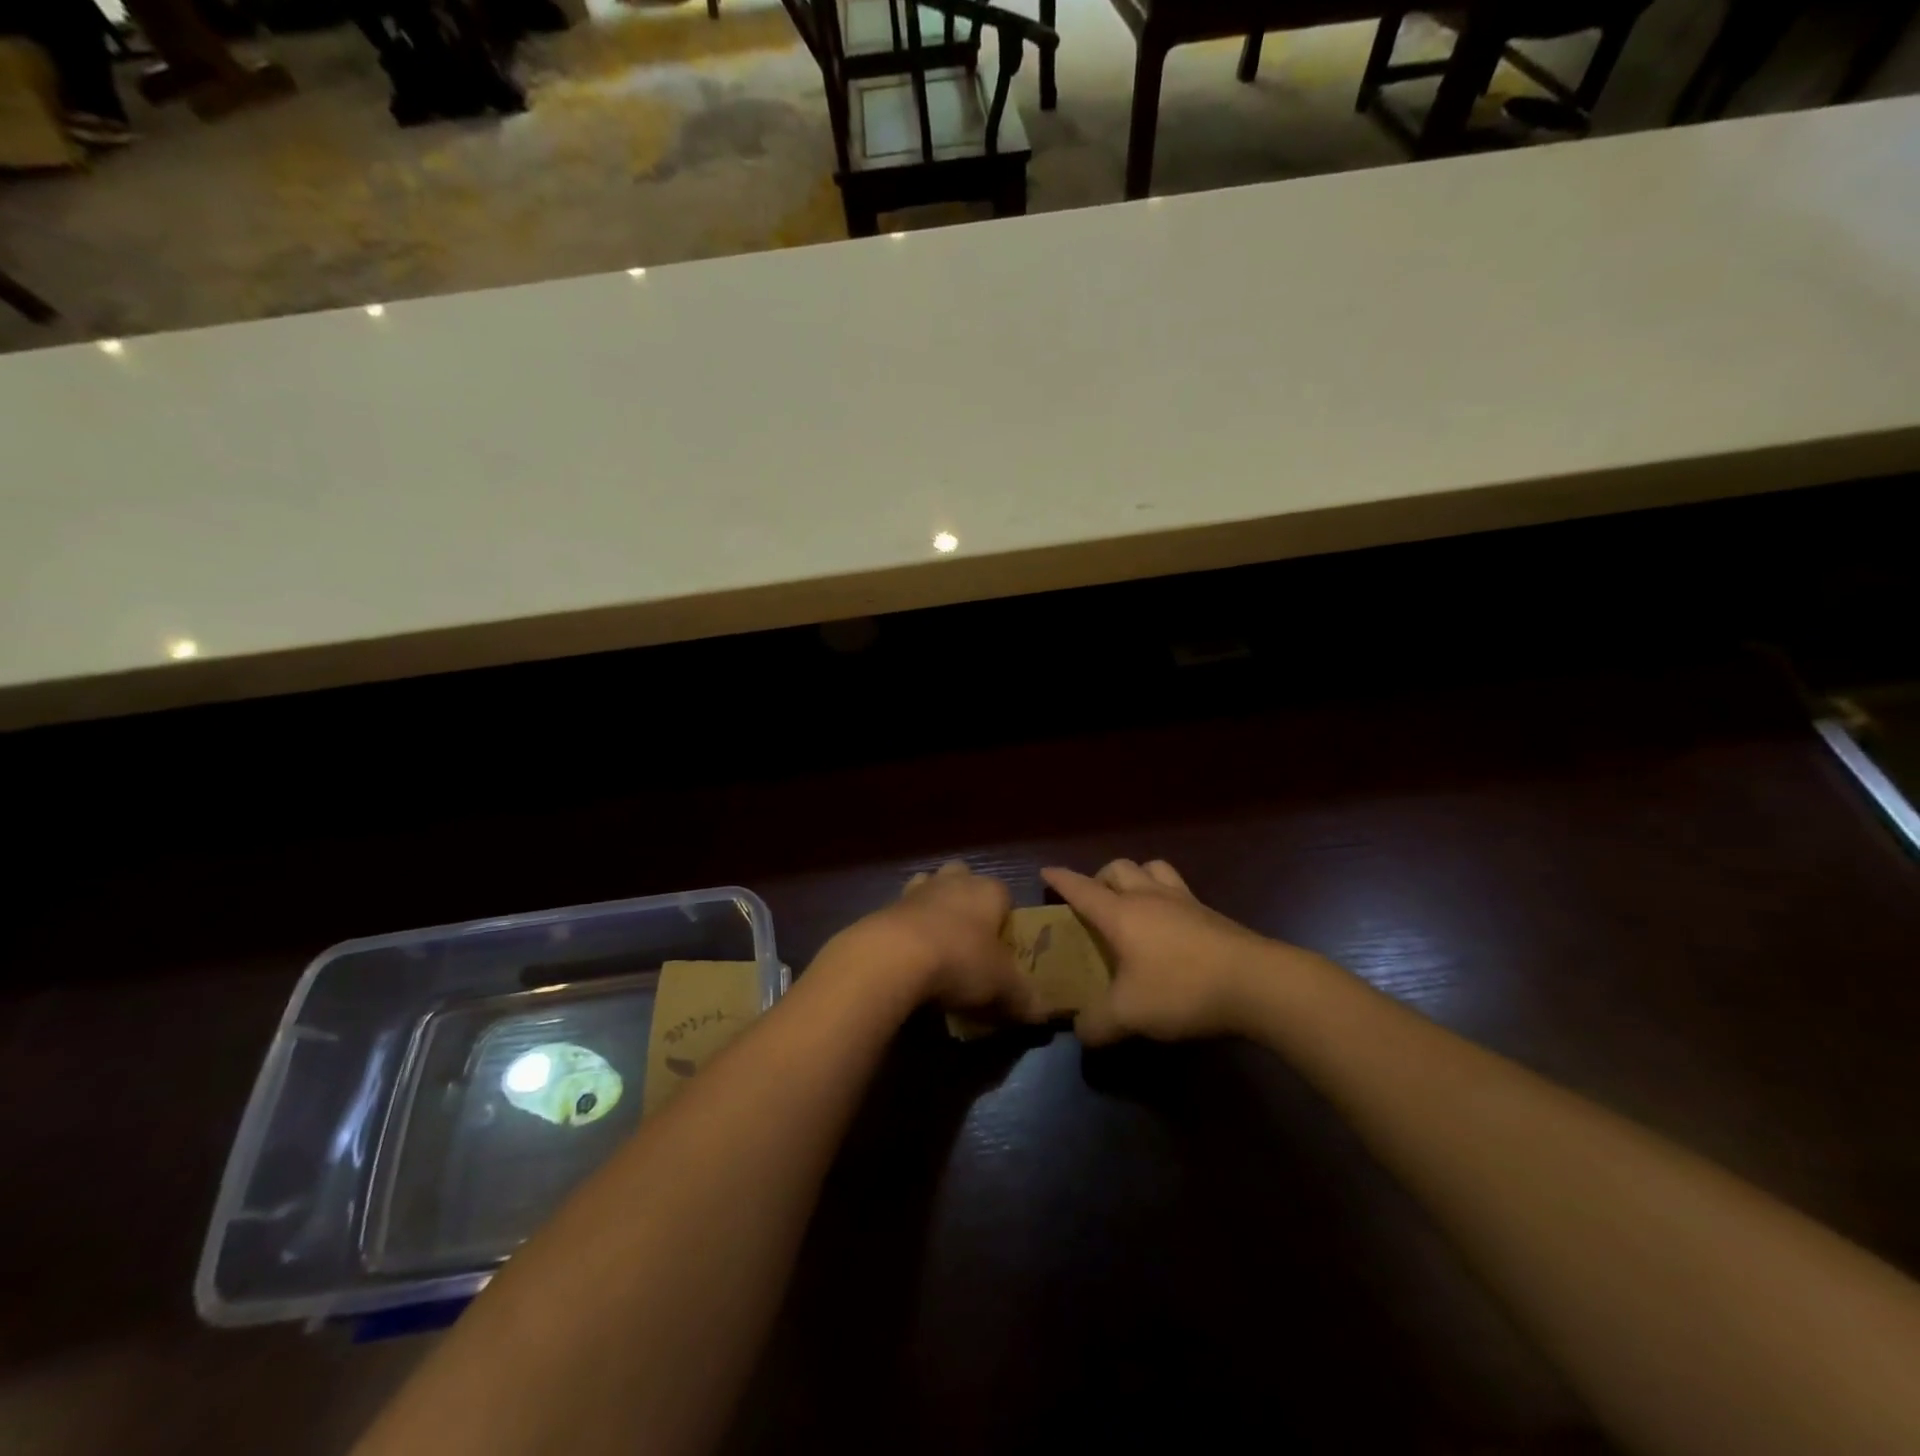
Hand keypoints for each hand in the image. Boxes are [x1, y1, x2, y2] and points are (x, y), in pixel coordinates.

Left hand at [833, 861, 1041, 1020]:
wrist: (892, 957)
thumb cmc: (960, 960)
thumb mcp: (1002, 986)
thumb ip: (1024, 997)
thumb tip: (1042, 1013)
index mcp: (987, 891)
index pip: (1004, 893)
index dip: (1005, 916)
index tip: (1003, 945)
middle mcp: (953, 882)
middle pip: (963, 878)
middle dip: (966, 899)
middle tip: (970, 936)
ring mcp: (916, 891)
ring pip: (929, 887)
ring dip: (933, 908)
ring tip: (936, 944)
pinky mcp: (885, 908)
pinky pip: (902, 913)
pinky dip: (906, 929)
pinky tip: (908, 958)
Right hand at [1042, 858, 1311, 1045]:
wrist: (1257, 983)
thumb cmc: (1182, 989)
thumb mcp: (1129, 1015)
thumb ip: (1097, 1023)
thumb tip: (1080, 1031)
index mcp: (1121, 913)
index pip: (1082, 888)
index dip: (1061, 880)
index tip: (1046, 873)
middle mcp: (1149, 897)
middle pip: (1118, 868)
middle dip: (1099, 877)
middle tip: (1093, 899)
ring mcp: (1184, 901)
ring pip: (1153, 868)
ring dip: (1136, 877)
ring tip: (1132, 900)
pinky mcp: (1212, 914)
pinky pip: (1179, 889)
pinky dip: (1165, 895)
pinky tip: (1170, 924)